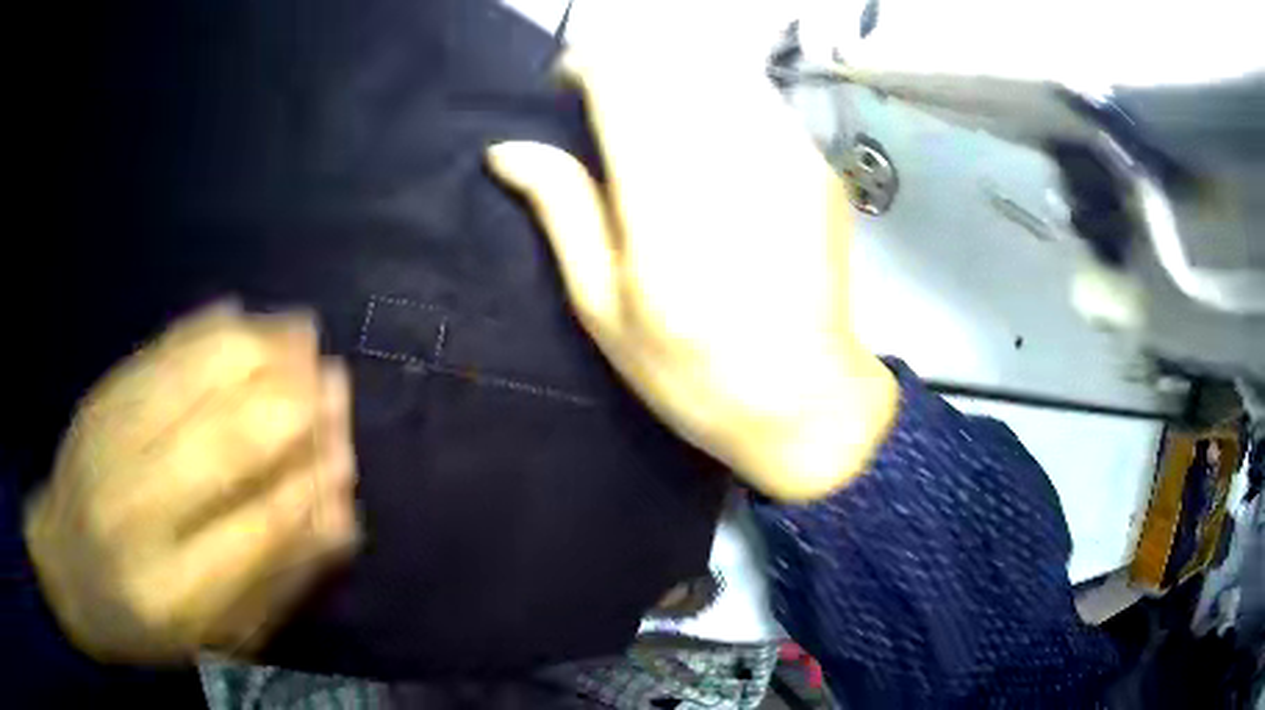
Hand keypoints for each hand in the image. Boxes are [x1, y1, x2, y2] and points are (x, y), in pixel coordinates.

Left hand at [23, 304, 357, 662]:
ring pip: (194, 377)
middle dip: (293, 405)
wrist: (63, 570)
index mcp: (173, 592)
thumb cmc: (144, 623)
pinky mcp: (98, 399)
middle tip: (335, 383)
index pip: (259, 527)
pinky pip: (160, 351)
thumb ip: (276, 580)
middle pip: (226, 440)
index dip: (311, 484)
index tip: (347, 455)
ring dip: (258, 349)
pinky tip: (242, 317)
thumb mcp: (215, 634)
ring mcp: (108, 443)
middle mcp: (135, 510)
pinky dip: (207, 329)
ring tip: (303, 336)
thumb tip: (340, 515)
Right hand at [487, 45, 897, 500]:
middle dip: (627, 66)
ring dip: (674, 76)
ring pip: (716, 67)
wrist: (806, 400)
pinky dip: (719, 96)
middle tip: (608, 104)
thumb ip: (561, 209)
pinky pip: (758, 96)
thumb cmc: (691, 371)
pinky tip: (711, 139)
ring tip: (658, 119)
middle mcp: (729, 163)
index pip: (621, 79)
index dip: (586, 65)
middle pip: (669, 60)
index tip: (568, 85)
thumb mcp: (603, 307)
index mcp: (662, 204)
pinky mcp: (818, 166)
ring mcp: (786, 158)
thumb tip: (507, 149)